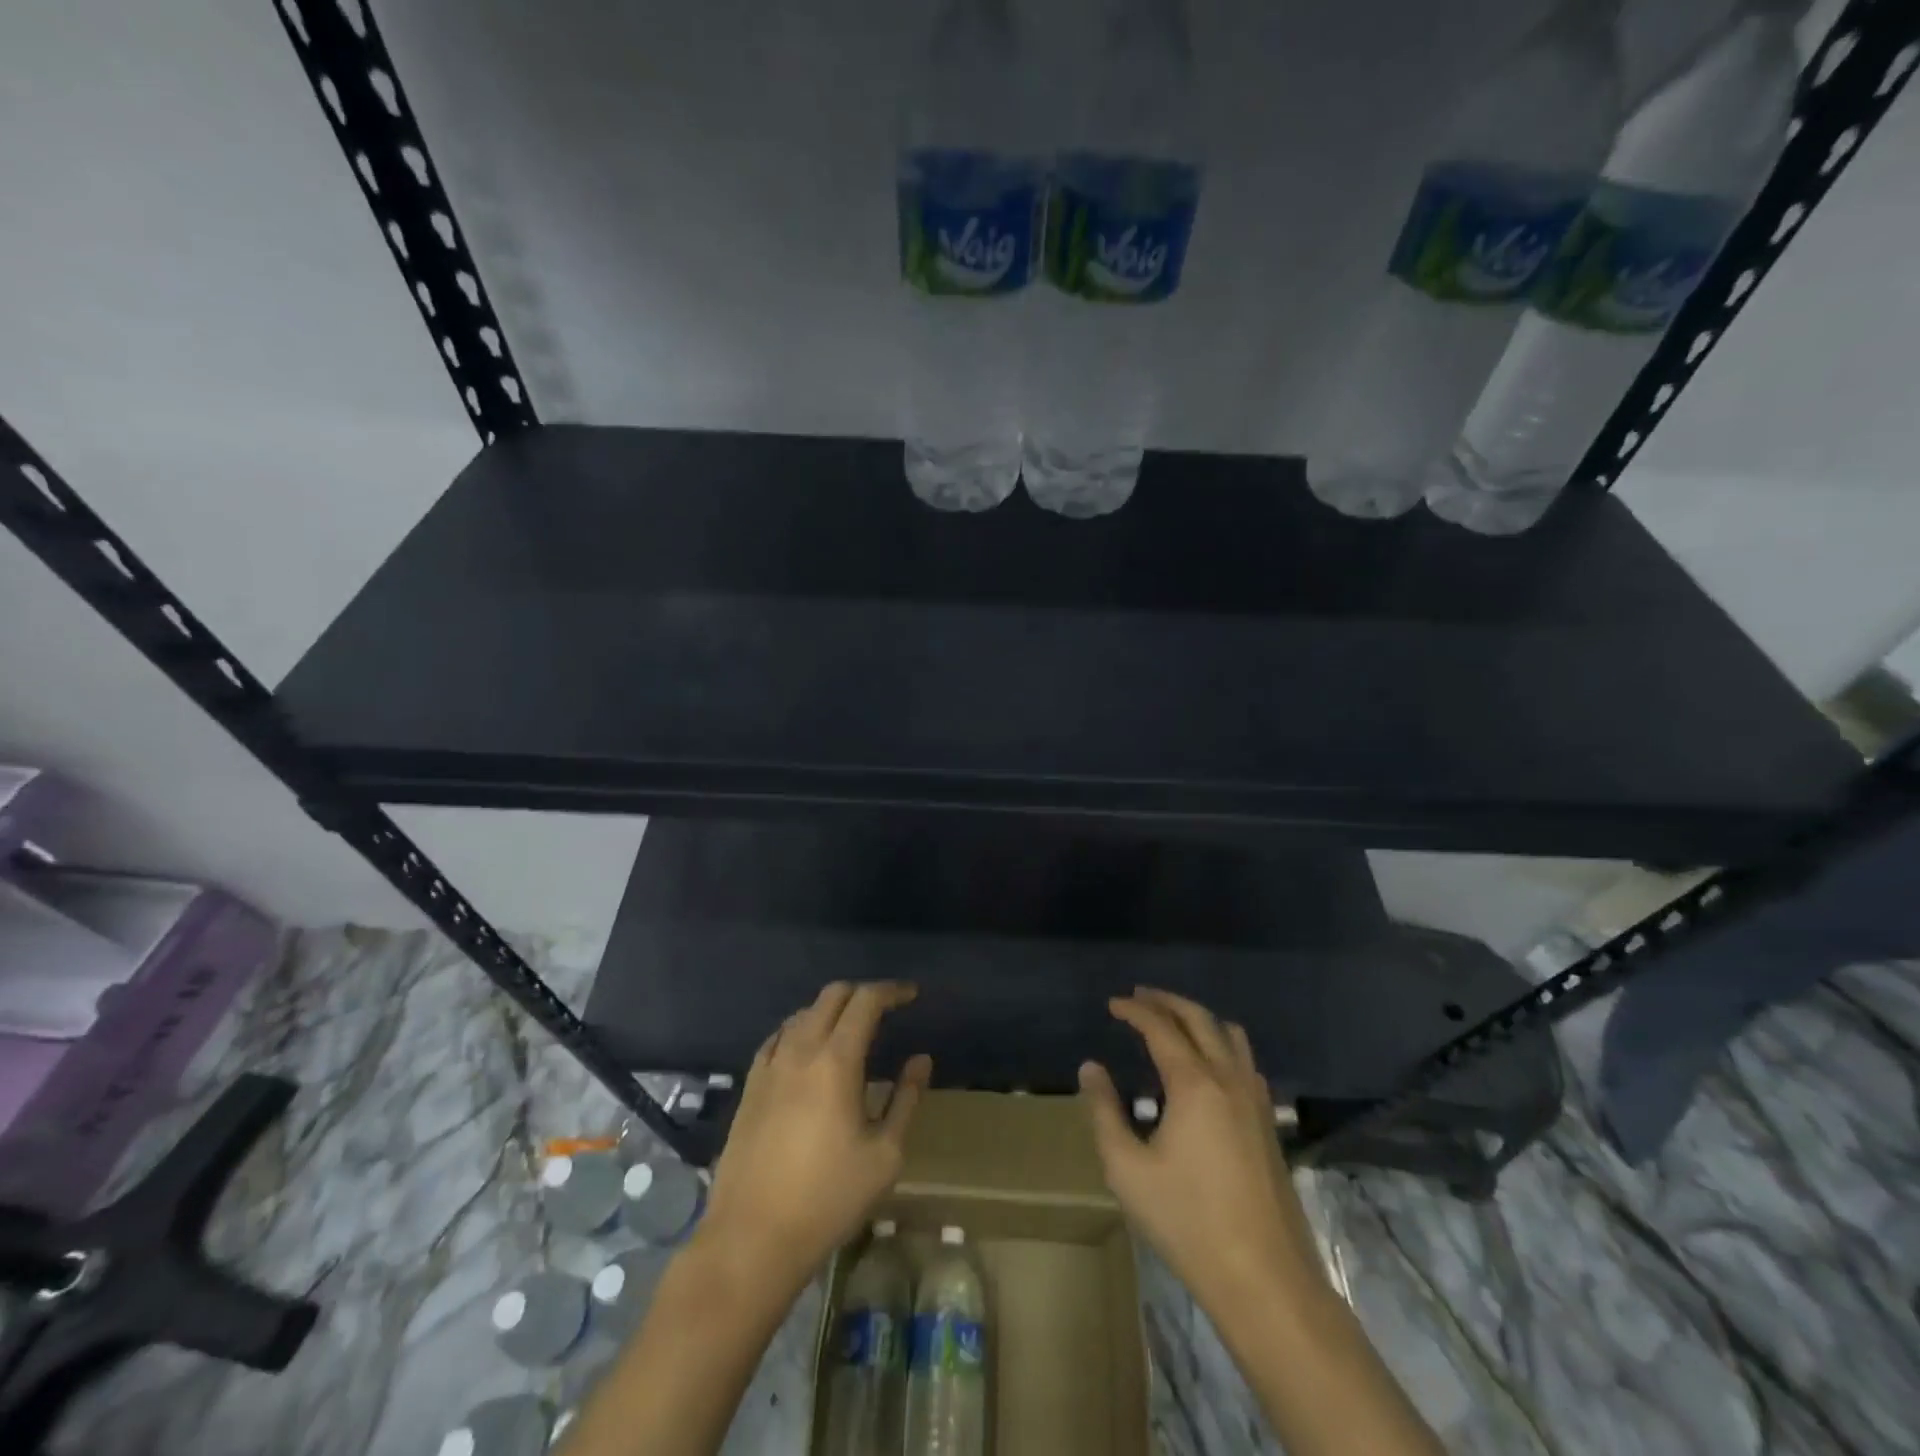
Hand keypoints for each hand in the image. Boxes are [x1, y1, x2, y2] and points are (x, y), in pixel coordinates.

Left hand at [699, 982, 932, 1295]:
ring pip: (802, 1013)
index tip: (911, 995)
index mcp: (836, 1061)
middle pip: (831, 995)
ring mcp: (770, 1067)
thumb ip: (905, 1100)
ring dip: (831, 1010)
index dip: (891, 991)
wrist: (752, 1238)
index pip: (865, 1001)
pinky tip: (808, 1052)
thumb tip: (921, 1060)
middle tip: (885, 1009)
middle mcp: (800, 1051)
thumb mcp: (884, 1155)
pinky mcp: (750, 1087)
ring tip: (850, 1030)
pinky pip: (778, 1038)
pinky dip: (800, 1030)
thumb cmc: (828, 1198)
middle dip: (862, 993)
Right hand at [1079, 989, 1319, 1308]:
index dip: (1135, 1010)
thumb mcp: (1127, 1169)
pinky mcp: (1269, 1122)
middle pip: (1199, 1018)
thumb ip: (1104, 1112)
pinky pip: (1244, 1060)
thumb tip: (1091, 1068)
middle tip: (1139, 997)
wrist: (1265, 1279)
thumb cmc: (1187, 1222)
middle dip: (1167, 1001)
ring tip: (1172, 1022)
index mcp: (1194, 1083)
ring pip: (1230, 1034)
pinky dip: (1220, 1043)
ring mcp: (1256, 1099)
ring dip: (1198, 1018)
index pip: (1161, 1027)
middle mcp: (1229, 1078)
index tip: (1113, 1003)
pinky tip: (1206, 1066)